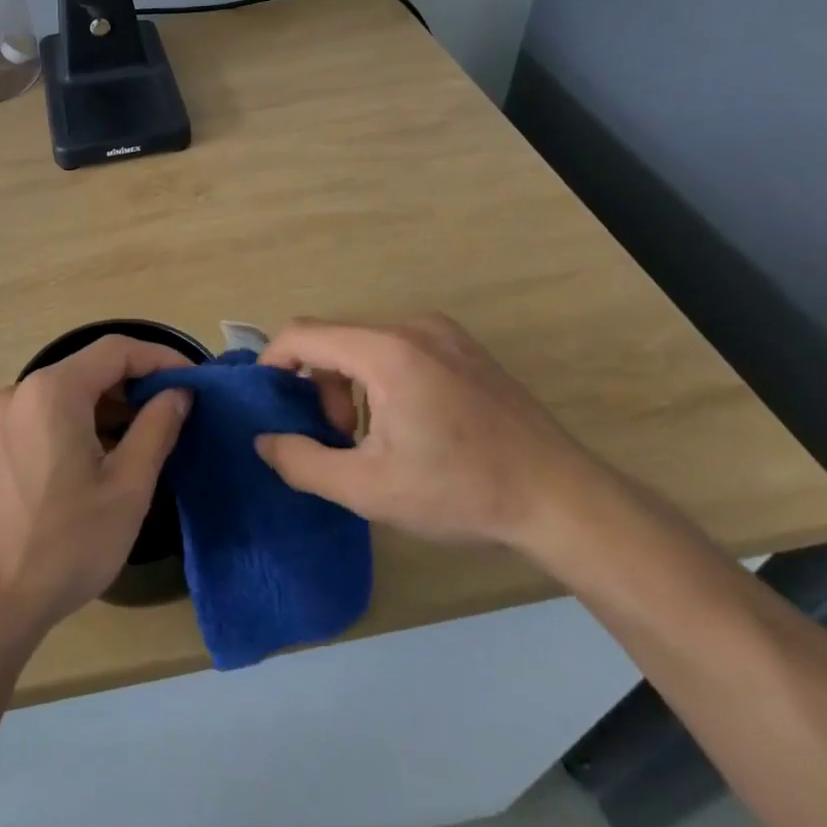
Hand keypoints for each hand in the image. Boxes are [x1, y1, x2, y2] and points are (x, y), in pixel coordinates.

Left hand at [0, 335, 192, 639]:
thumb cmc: (64, 544)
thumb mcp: (127, 488)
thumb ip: (157, 429)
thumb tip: (178, 393)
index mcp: (52, 390)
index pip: (116, 350)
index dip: (161, 358)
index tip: (196, 381)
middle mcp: (21, 391)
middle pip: (90, 368)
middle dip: (137, 383)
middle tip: (178, 410)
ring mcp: (2, 418)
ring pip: (69, 393)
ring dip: (112, 405)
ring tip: (151, 434)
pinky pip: (48, 415)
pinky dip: (84, 422)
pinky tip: (108, 454)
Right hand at [255, 316, 590, 546]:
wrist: (562, 500)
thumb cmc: (461, 491)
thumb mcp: (369, 489)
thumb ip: (303, 462)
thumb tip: (264, 441)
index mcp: (387, 352)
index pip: (303, 334)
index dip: (273, 363)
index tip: (267, 402)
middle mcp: (413, 327)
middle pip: (336, 340)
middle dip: (320, 387)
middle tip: (340, 441)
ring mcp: (445, 333)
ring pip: (366, 346)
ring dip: (351, 387)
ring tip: (373, 440)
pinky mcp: (465, 348)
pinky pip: (399, 350)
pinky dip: (381, 380)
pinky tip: (409, 426)